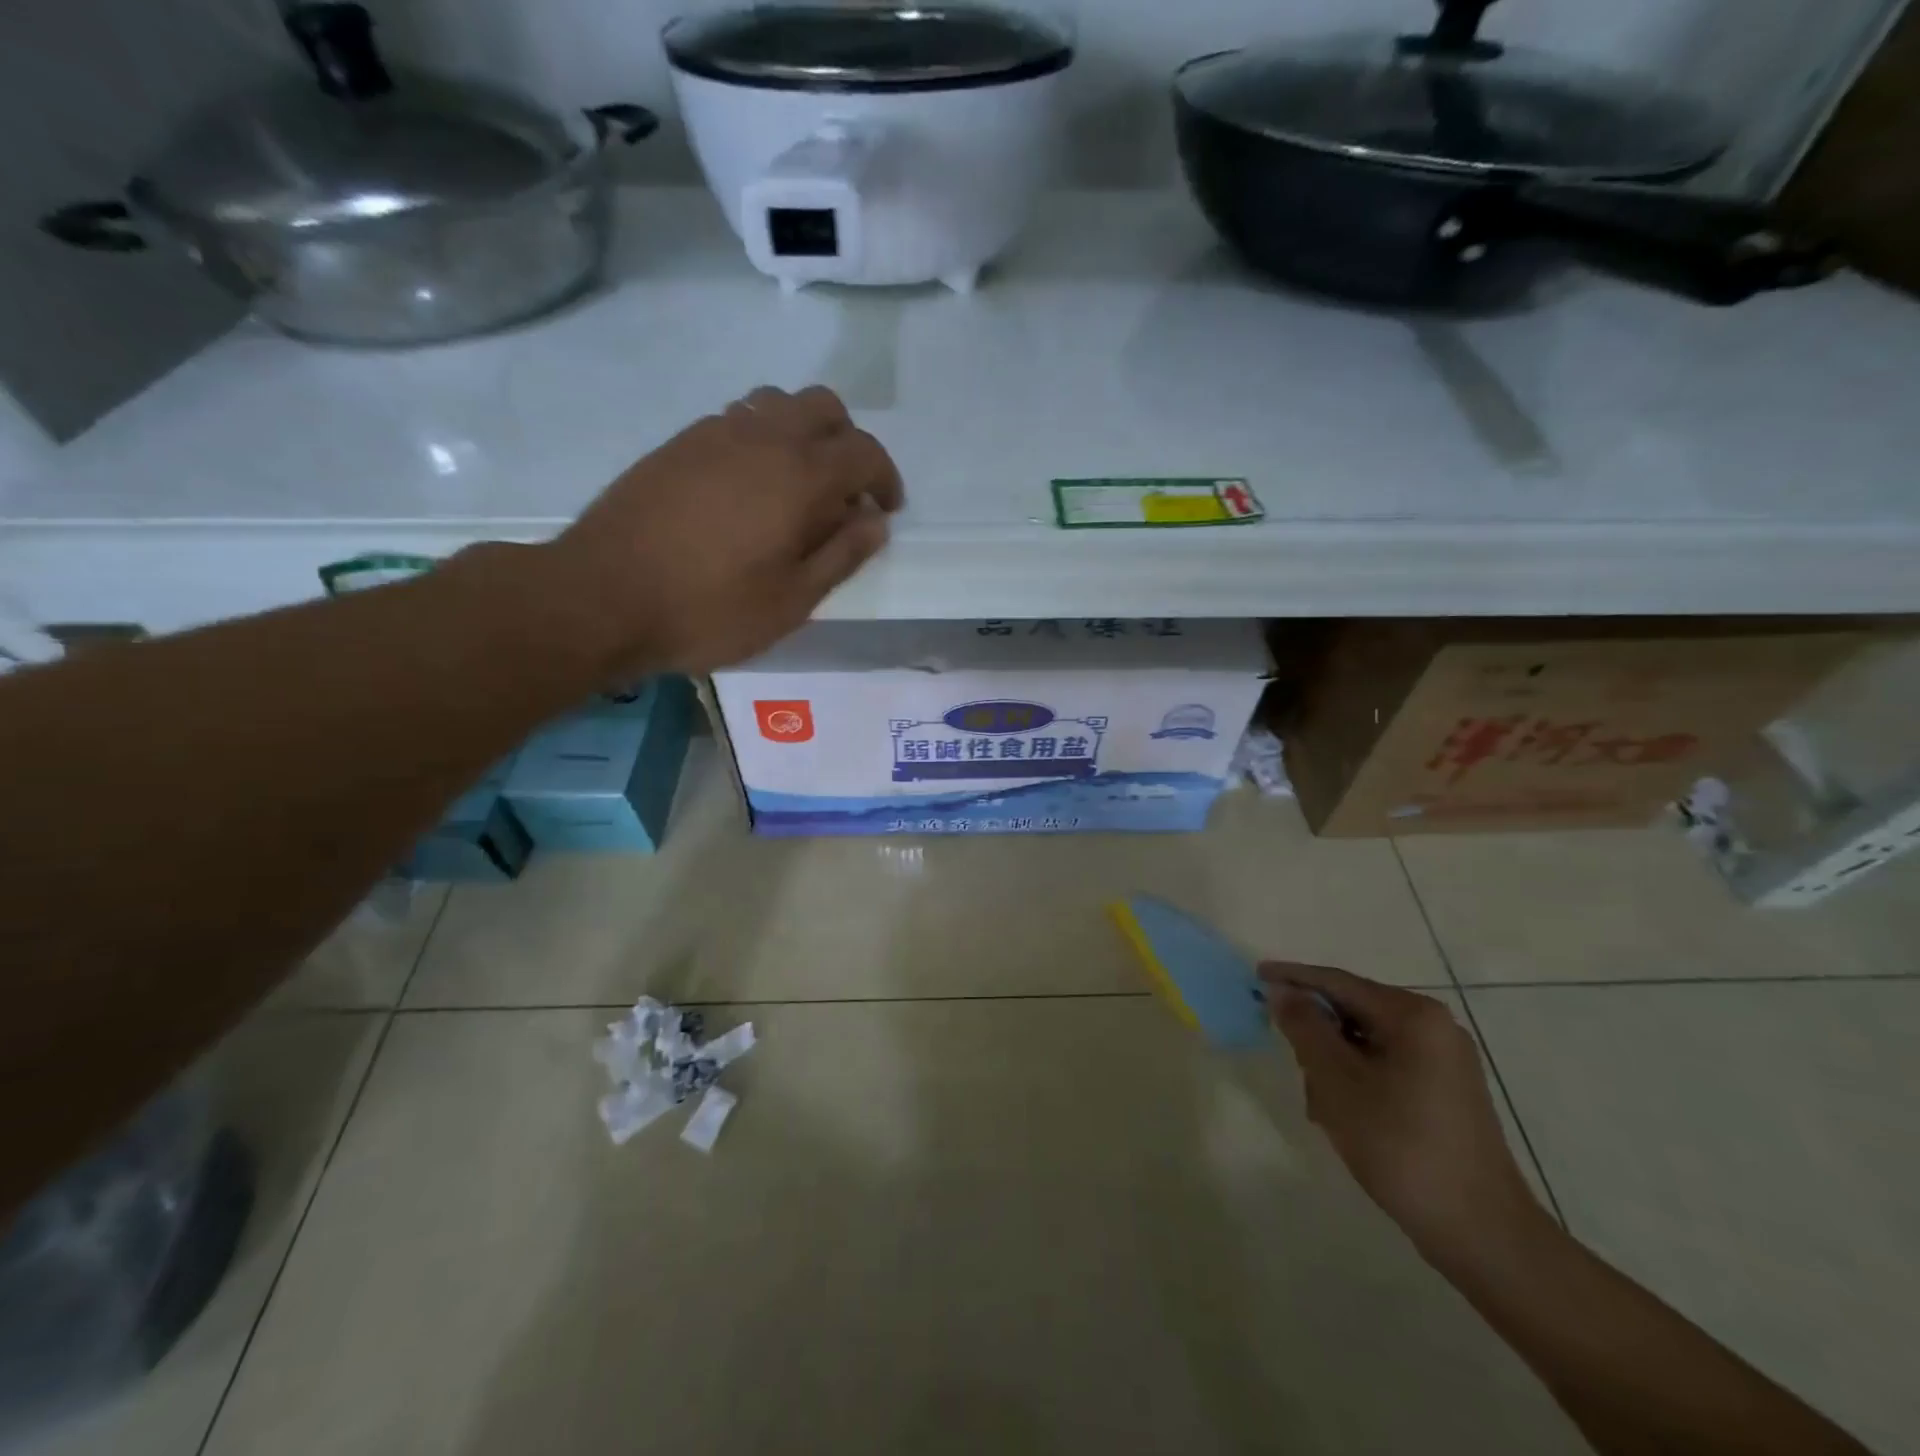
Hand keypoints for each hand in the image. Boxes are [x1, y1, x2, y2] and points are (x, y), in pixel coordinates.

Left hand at [546, 385, 902, 676]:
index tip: (885, 510)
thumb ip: (841, 556)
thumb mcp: (792, 601)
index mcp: (800, 475)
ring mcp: (714, 432)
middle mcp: (762, 436)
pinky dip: (761, 438)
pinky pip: (737, 419)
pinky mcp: (679, 443)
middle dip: (848, 442)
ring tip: (797, 485)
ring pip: (777, 403)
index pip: (864, 452)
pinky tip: (749, 487)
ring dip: (802, 433)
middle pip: (824, 406)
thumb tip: (874, 522)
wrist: (603, 596)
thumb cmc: (709, 609)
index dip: (885, 479)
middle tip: (845, 492)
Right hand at [1261, 962, 1549, 1266]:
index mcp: (1413, 1015)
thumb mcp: (1337, 1082)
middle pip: (1353, 1010)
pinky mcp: (1447, 1091)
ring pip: (1366, 1041)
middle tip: (1292, 1063)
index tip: (1255, 976)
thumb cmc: (1401, 1146)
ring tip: (1321, 1106)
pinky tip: (1344, 1116)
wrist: (1481, 1231)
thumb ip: (1304, 1027)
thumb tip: (1280, 990)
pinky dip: (1358, 1079)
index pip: (1338, 982)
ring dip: (1334, 1063)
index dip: (1293, 978)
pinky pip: (1386, 1065)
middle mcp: (1435, 1027)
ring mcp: (1445, 1060)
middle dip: (1316, 1033)